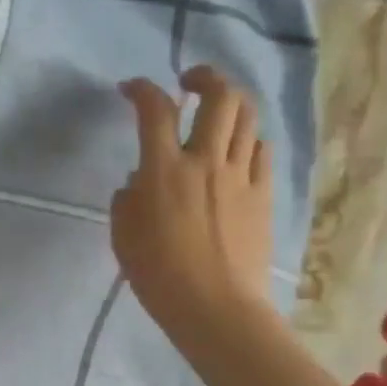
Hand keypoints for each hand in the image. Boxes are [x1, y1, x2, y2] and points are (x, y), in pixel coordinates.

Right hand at [112, 67, 274, 336]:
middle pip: (220, 97)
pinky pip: (261, 151)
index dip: (142, 89)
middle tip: (189, 82)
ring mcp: (241, 176)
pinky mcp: (263, 195)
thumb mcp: (123, 236)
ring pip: (247, 118)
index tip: (130, 89)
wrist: (216, 308)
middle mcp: (206, 161)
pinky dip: (247, 141)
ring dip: (230, 104)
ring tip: (215, 114)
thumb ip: (128, 198)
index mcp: (165, 170)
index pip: (155, 109)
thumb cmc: (159, 275)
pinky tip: (236, 153)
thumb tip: (139, 181)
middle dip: (205, 77)